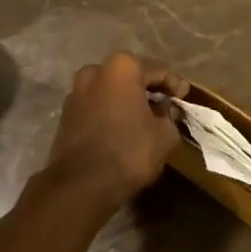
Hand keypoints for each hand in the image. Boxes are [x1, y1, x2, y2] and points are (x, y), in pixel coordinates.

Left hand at [44, 53, 187, 209]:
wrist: (83, 183)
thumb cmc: (130, 151)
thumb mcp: (165, 135)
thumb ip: (169, 116)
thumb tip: (164, 111)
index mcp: (122, 68)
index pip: (158, 70)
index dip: (175, 84)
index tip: (185, 96)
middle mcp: (94, 72)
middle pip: (130, 76)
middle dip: (148, 89)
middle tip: (166, 105)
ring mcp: (75, 92)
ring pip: (110, 91)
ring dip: (127, 101)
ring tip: (145, 118)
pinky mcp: (66, 114)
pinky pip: (96, 106)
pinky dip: (111, 112)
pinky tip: (123, 128)